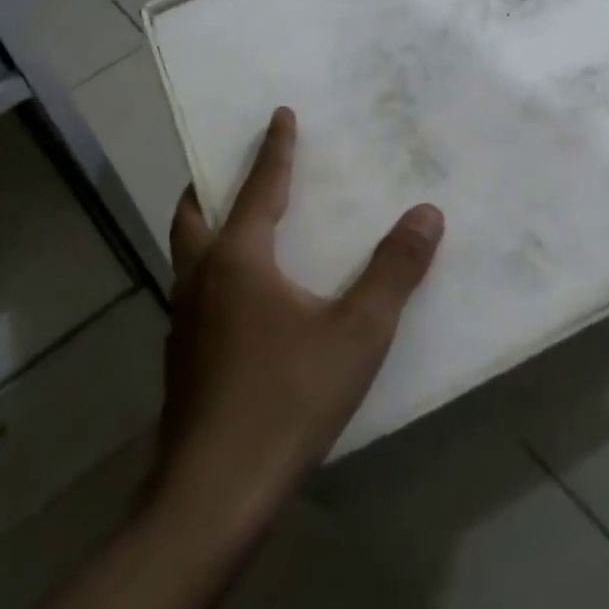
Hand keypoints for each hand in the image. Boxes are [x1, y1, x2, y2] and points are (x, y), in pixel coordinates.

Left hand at [153, 107, 443, 525]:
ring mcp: (183, 323)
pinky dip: (213, 273)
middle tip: (229, 167)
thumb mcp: (357, 332)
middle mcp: (201, 281)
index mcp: (239, 261)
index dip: (274, 150)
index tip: (279, 115)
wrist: (214, 494)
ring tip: (237, 227)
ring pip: (188, 256)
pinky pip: (194, 294)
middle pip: (196, 215)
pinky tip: (242, 303)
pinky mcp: (182, 360)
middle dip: (213, 184)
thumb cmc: (288, 399)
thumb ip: (394, 270)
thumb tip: (426, 213)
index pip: (260, 187)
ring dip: (209, 229)